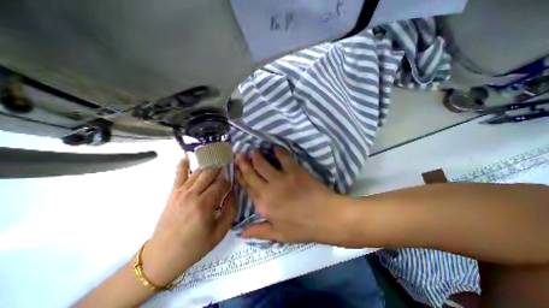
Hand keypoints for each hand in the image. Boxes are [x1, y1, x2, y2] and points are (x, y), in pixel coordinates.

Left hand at [141, 159, 232, 286]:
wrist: (163, 257)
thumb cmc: (195, 246)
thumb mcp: (220, 232)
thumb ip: (230, 210)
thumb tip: (232, 193)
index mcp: (205, 204)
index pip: (222, 184)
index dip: (229, 181)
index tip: (233, 182)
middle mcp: (193, 194)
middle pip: (210, 173)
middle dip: (221, 166)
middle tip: (228, 161)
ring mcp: (181, 192)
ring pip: (198, 171)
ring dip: (209, 163)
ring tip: (217, 157)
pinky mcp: (173, 193)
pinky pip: (178, 174)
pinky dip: (183, 164)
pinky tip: (187, 156)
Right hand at [233, 147, 348, 245]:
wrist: (325, 218)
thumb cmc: (302, 228)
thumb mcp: (279, 235)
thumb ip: (258, 232)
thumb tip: (239, 233)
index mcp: (262, 205)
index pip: (247, 188)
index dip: (240, 177)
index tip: (236, 169)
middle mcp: (267, 190)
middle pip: (251, 173)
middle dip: (243, 163)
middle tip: (239, 154)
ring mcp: (281, 178)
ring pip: (262, 163)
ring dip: (257, 156)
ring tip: (254, 151)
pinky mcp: (294, 171)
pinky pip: (283, 157)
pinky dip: (278, 150)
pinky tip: (275, 147)